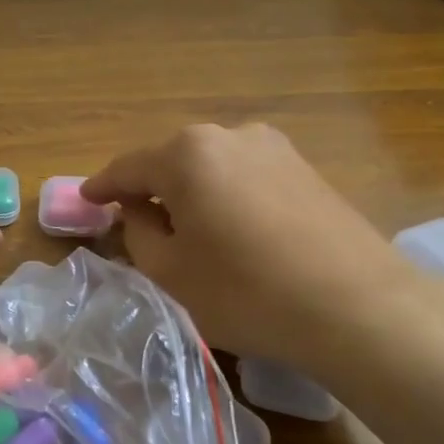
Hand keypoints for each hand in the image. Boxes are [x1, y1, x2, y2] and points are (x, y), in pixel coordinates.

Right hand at [82, 124, 426, 372]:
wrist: (359, 308)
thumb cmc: (246, 291)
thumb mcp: (170, 272)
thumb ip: (138, 232)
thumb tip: (137, 211)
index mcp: (187, 154)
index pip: (128, 168)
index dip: (101, 187)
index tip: (84, 200)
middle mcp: (230, 135)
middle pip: (171, 162)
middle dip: (149, 189)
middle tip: (133, 221)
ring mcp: (274, 148)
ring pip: (211, 168)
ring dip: (190, 193)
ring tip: (185, 229)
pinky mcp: (306, 168)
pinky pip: (246, 176)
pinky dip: (225, 196)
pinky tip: (230, 228)